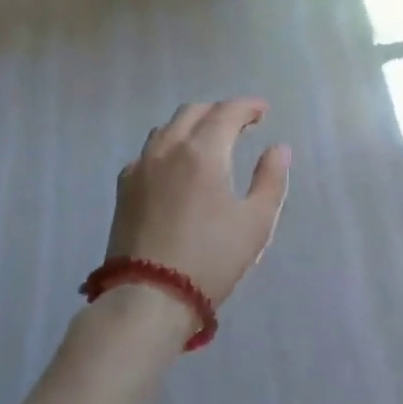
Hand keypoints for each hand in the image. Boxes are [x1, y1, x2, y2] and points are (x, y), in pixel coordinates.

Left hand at [107, 98, 291, 306]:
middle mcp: (168, 148)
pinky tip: (177, 167)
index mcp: (203, 151)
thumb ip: (271, 179)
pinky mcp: (124, 189)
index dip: (248, 106)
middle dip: (220, 111)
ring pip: (167, 128)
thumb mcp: (256, 222)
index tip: (263, 111)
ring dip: (192, 125)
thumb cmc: (211, 259)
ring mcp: (141, 167)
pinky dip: (169, 146)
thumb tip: (278, 148)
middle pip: (194, 112)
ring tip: (210, 142)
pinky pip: (148, 151)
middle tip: (241, 125)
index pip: (227, 112)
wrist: (148, 298)